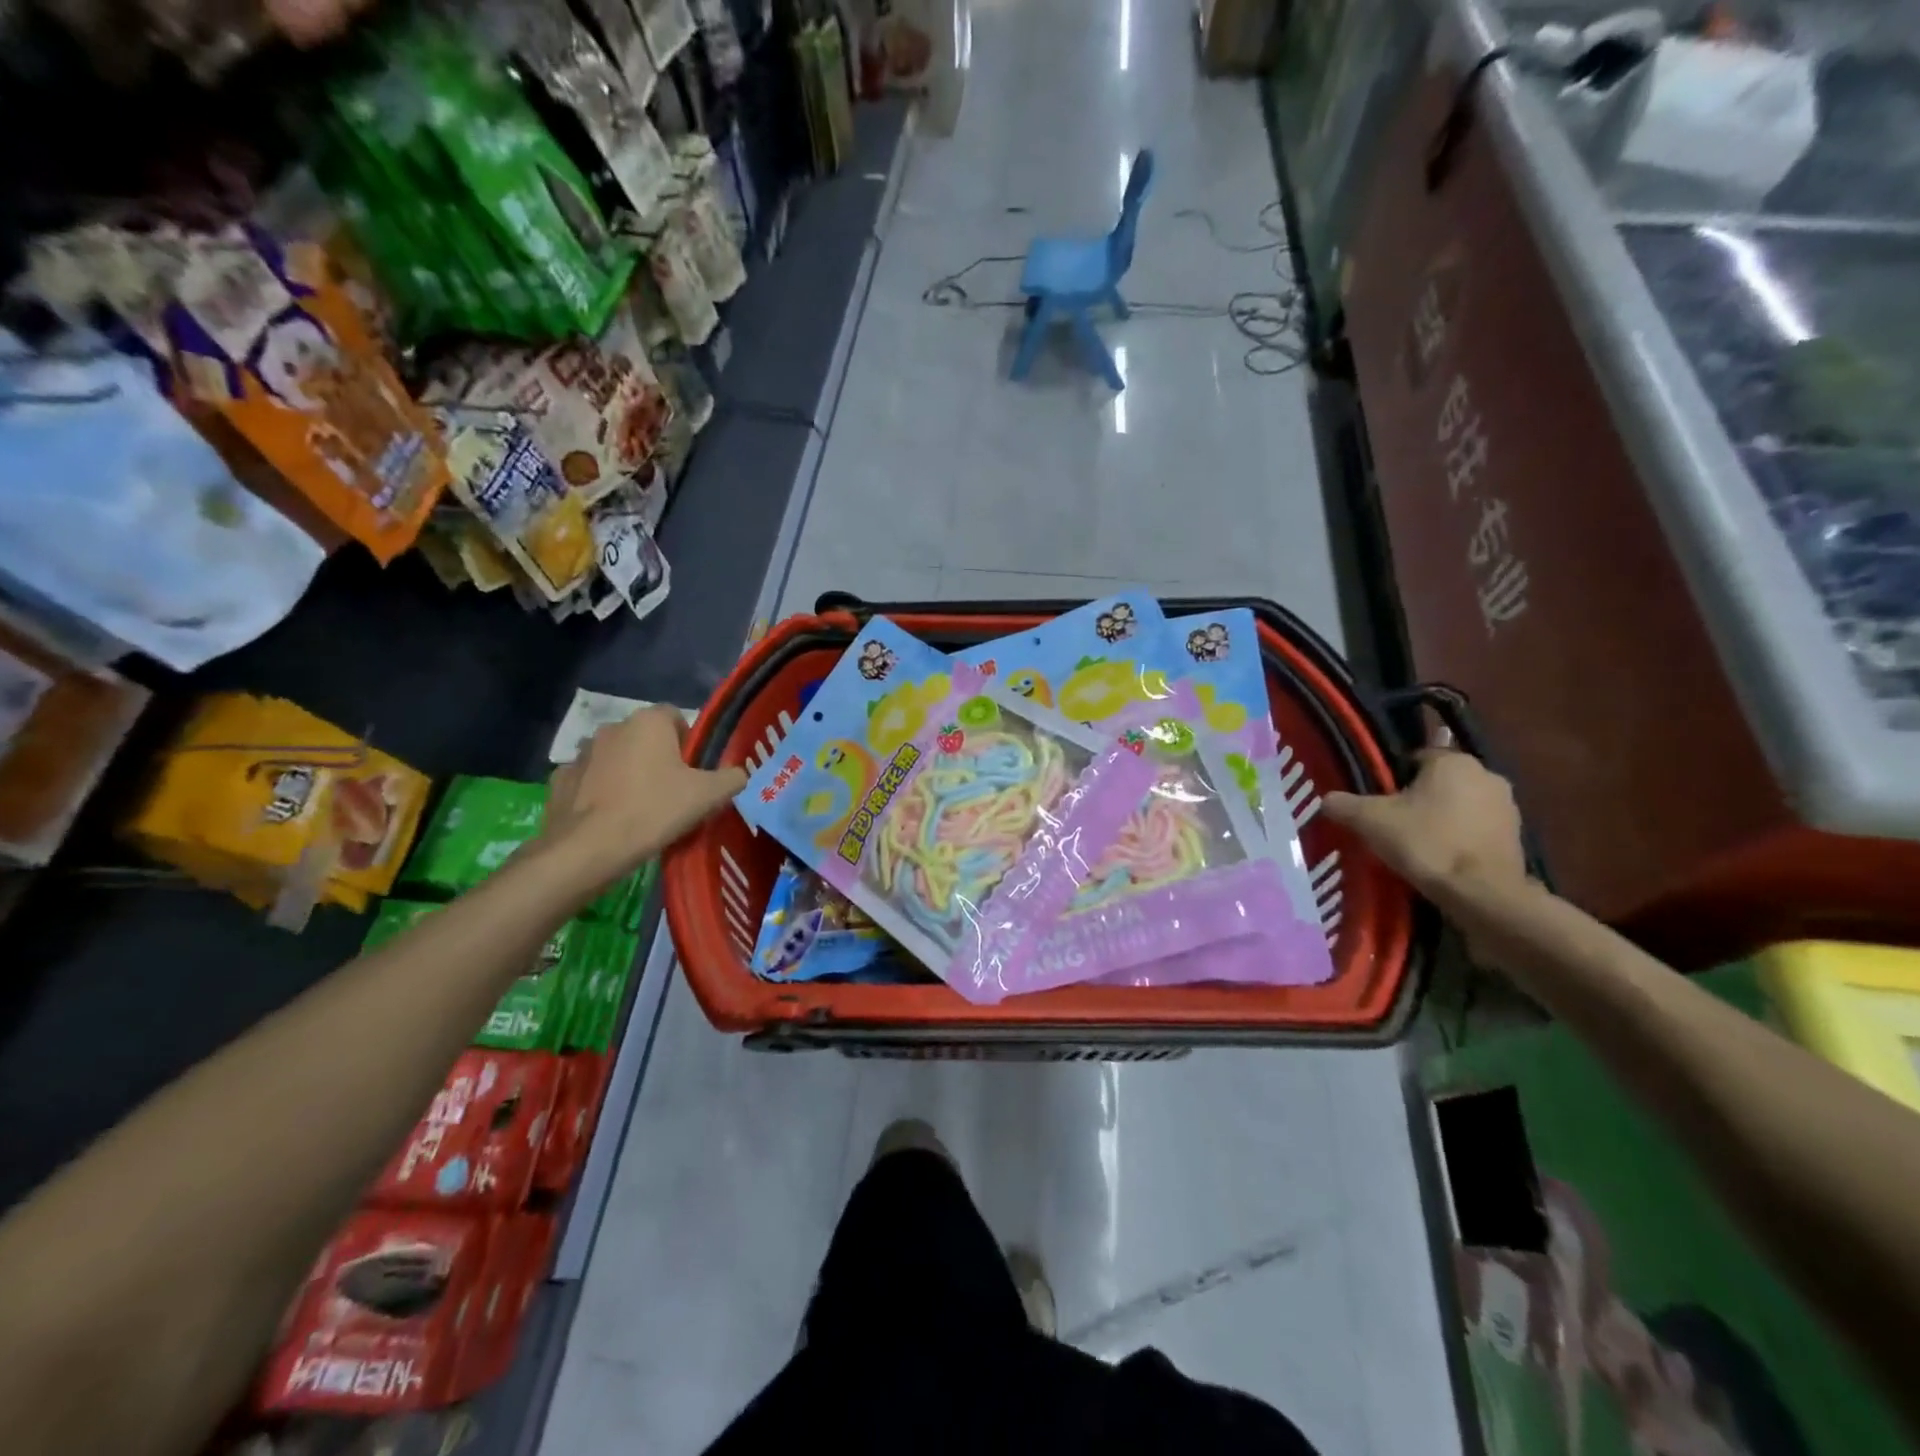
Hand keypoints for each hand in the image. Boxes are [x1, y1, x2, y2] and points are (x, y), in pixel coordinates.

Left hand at [538, 705, 745, 888]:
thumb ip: (731, 778)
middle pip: (644, 737)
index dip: (688, 741)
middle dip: (657, 757)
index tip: (694, 771)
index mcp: (648, 723)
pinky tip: (609, 818)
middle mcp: (612, 728)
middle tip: (672, 792)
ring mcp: (581, 753)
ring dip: (627, 773)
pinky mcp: (560, 780)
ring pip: (615, 758)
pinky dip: (599, 792)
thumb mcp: (709, 795)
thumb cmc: (655, 810)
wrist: (590, 848)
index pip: (675, 716)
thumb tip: (737, 774)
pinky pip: (588, 780)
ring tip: (639, 808)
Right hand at [1321, 749, 1527, 902]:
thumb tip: (1326, 799)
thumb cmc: (1426, 843)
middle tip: (1392, 824)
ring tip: (1416, 846)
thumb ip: (1343, 804)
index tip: (1378, 803)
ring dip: (1442, 819)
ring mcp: (1508, 807)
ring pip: (1460, 806)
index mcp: (1454, 761)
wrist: (1482, 894)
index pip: (1415, 758)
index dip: (1392, 780)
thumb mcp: (1370, 821)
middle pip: (1439, 782)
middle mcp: (1487, 774)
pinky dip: (1460, 840)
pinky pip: (1477, 830)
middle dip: (1418, 799)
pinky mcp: (1518, 838)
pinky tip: (1441, 860)